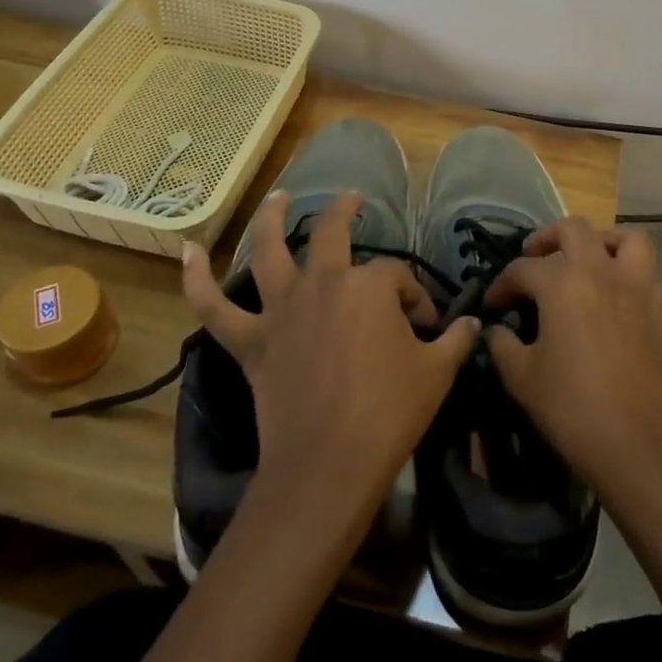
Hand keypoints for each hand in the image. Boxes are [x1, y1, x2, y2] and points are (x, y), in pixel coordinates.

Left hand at [182, 191, 478, 536]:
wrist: (328, 463)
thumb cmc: (389, 412)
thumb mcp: (438, 372)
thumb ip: (456, 340)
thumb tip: (474, 323)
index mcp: (369, 285)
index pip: (398, 278)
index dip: (416, 299)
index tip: (426, 327)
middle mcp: (322, 283)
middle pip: (332, 233)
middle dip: (346, 211)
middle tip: (354, 200)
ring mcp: (281, 309)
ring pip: (268, 250)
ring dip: (271, 218)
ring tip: (279, 197)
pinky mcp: (251, 340)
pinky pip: (213, 305)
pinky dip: (196, 278)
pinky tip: (187, 251)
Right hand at [483, 218, 661, 507]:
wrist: (633, 445)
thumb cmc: (570, 408)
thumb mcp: (520, 377)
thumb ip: (501, 344)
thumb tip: (496, 330)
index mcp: (562, 284)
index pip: (523, 269)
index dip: (501, 285)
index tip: (493, 306)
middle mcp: (601, 272)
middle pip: (573, 229)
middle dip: (546, 238)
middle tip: (532, 259)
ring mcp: (635, 287)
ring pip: (624, 237)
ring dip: (599, 240)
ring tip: (582, 259)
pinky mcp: (657, 308)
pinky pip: (645, 268)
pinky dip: (626, 266)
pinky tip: (610, 291)